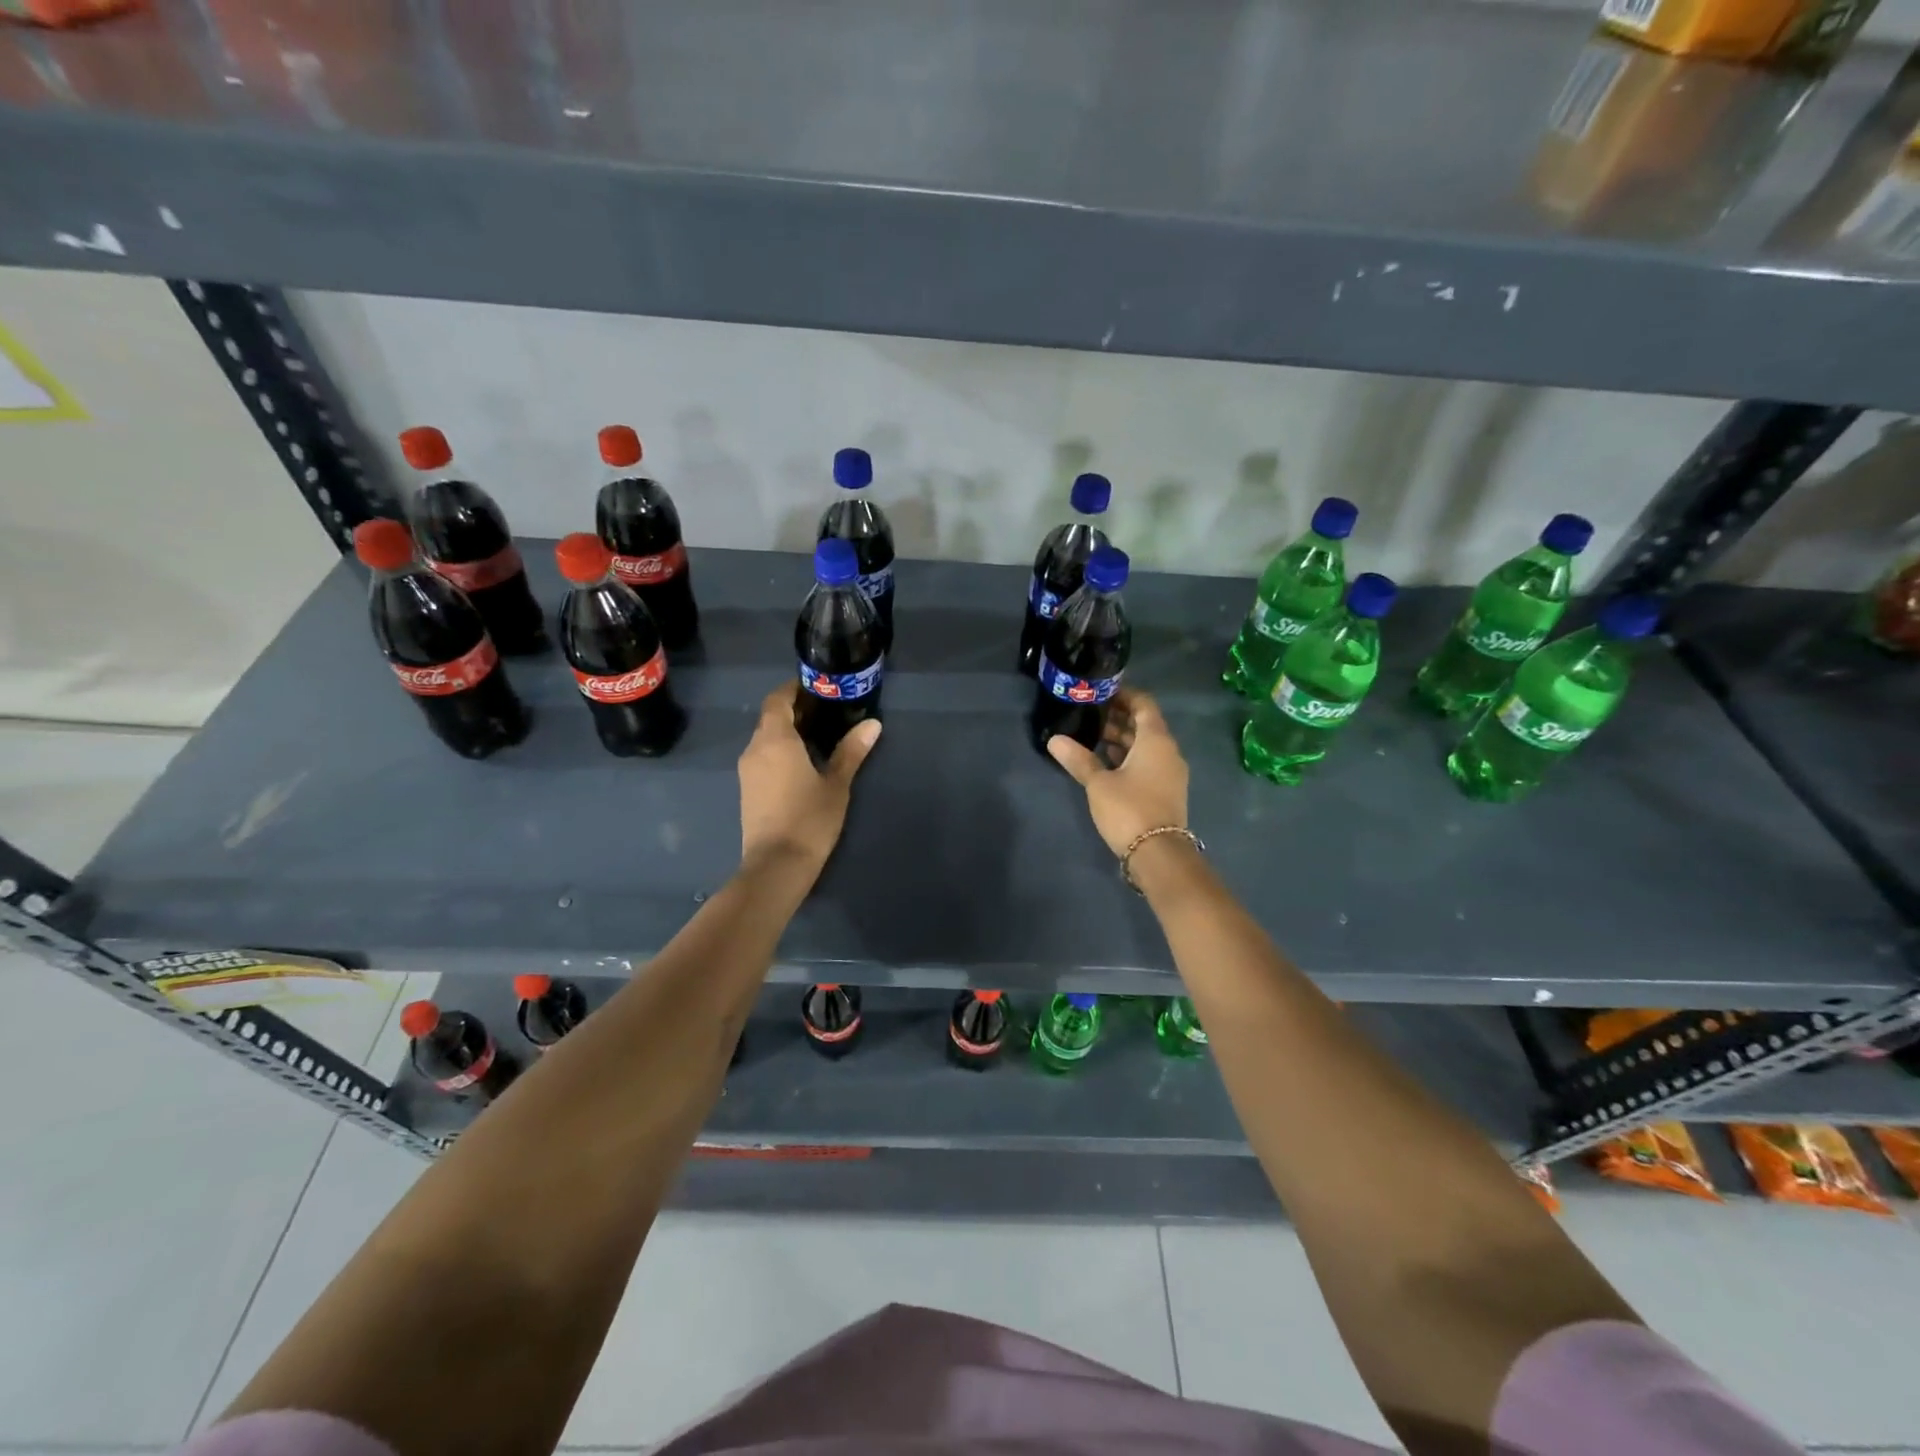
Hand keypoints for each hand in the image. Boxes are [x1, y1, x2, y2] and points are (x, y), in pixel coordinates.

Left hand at [738, 684, 880, 869]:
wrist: (776, 866)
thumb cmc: (809, 819)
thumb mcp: (836, 784)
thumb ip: (851, 751)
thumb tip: (872, 724)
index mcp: (774, 740)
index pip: (777, 700)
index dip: (794, 690)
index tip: (817, 688)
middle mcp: (754, 749)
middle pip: (770, 718)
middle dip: (794, 711)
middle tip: (827, 712)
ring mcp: (747, 771)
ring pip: (765, 739)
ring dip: (787, 732)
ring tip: (819, 736)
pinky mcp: (748, 790)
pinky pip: (763, 758)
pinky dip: (780, 751)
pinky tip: (803, 763)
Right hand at [1047, 689, 1188, 857]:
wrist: (1159, 854)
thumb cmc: (1129, 809)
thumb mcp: (1098, 783)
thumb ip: (1078, 759)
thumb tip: (1054, 739)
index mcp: (1156, 740)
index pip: (1144, 704)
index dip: (1124, 695)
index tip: (1101, 691)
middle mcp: (1168, 751)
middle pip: (1144, 724)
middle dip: (1118, 717)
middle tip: (1089, 713)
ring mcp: (1169, 772)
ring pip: (1145, 746)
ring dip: (1122, 739)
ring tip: (1092, 736)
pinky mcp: (1165, 790)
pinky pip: (1147, 762)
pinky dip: (1128, 757)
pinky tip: (1104, 763)